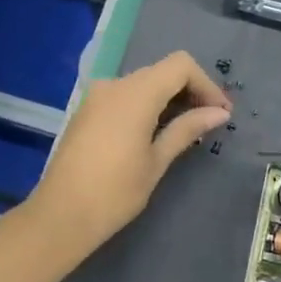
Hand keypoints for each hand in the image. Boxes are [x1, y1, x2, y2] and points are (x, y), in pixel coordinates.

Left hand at [29, 51, 231, 249]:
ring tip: (186, 130)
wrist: (60, 216)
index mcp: (135, 93)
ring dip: (168, 99)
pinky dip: (146, 105)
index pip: (180, 65)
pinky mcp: (87, 111)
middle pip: (162, 72)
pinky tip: (155, 133)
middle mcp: (114, 85)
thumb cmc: (115, 192)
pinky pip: (124, 96)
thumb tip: (219, 113)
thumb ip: (187, 129)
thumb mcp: (157, 161)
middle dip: (190, 91)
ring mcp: (97, 96)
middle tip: (210, 122)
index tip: (220, 113)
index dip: (206, 84)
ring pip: (143, 83)